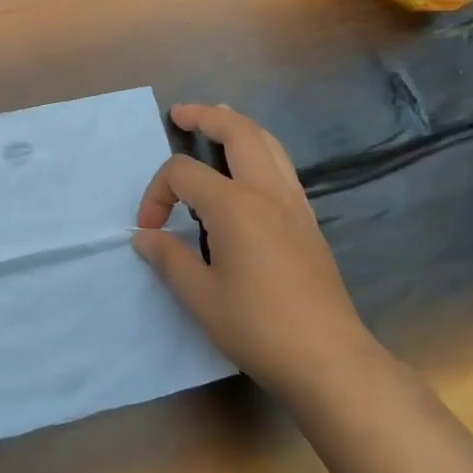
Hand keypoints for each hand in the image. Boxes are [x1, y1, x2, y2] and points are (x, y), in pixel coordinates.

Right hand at [133, 104, 378, 397]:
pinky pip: (281, 167)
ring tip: (216, 123)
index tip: (150, 231)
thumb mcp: (199, 296)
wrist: (327, 357)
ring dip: (238, 127)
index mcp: (235, 206)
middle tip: (180, 115)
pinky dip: (259, 151)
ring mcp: (294, 204)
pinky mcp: (307, 221)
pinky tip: (247, 171)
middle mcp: (267, 192)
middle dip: (205, 117)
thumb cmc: (257, 326)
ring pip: (268, 143)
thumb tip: (145, 237)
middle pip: (238, 131)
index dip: (156, 194)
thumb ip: (168, 258)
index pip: (183, 173)